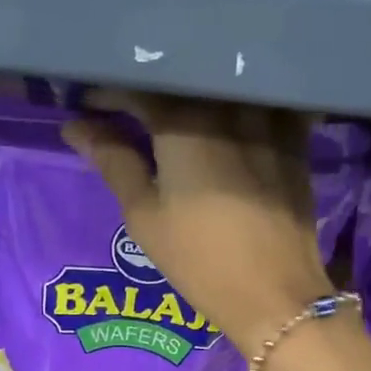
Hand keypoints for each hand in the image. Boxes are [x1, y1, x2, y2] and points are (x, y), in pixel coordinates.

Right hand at [64, 91, 334, 353]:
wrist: (275, 293)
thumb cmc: (200, 260)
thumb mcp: (145, 216)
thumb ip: (114, 162)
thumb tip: (77, 128)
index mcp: (185, 121)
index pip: (138, 86)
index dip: (108, 91)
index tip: (87, 104)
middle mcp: (228, 103)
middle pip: (181, 78)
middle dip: (149, 89)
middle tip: (126, 109)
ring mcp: (268, 115)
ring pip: (220, 87)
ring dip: (190, 93)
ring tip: (171, 114)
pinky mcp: (293, 136)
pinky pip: (257, 102)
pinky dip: (232, 104)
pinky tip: (221, 119)